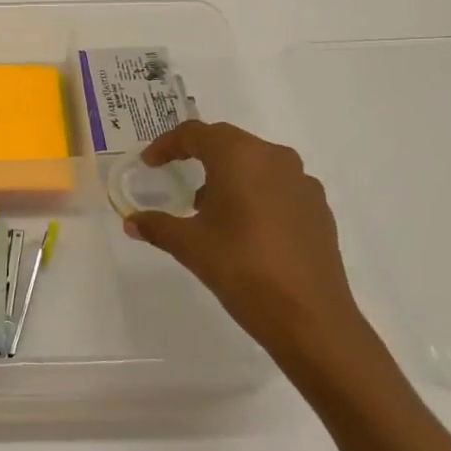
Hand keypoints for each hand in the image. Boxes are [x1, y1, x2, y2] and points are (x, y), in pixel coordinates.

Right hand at [122, 121, 375, 379]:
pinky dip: (254, 193)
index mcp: (239, 156)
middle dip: (198, 154)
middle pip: (228, 142)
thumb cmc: (242, 268)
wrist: (309, 316)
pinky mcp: (318, 208)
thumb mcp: (189, 246)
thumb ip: (157, 226)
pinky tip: (244, 226)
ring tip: (208, 206)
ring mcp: (302, 182)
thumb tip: (132, 222)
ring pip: (256, 163)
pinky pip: (277, 186)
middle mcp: (274, 158)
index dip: (167, 144)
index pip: (195, 133)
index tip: (149, 163)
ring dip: (229, 174)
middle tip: (175, 174)